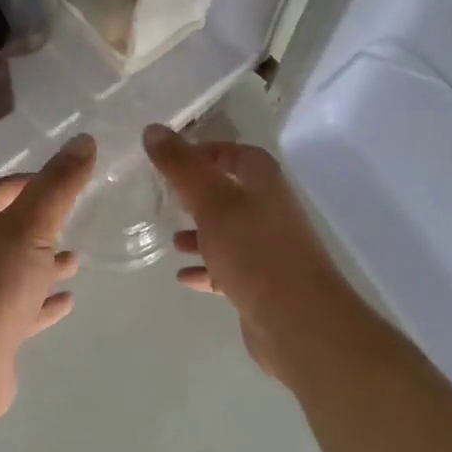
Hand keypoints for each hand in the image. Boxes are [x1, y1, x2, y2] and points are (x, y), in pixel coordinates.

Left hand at [0, 133, 95, 428]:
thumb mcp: (32, 226)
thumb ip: (59, 185)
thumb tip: (84, 139)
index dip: (22, 182)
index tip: (57, 181)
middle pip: (3, 230)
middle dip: (37, 224)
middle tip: (72, 218)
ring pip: (14, 271)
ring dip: (42, 263)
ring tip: (77, 259)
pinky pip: (20, 309)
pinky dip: (42, 302)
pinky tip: (68, 301)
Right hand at [143, 124, 360, 381]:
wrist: (299, 322)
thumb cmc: (255, 251)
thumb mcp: (212, 202)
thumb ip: (182, 166)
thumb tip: (153, 129)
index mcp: (264, 183)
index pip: (237, 154)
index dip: (207, 152)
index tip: (173, 160)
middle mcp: (271, 210)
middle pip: (232, 193)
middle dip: (200, 195)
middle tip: (167, 197)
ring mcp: (269, 249)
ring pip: (229, 233)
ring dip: (202, 234)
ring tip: (172, 239)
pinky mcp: (263, 284)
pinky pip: (229, 269)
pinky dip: (207, 269)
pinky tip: (183, 276)